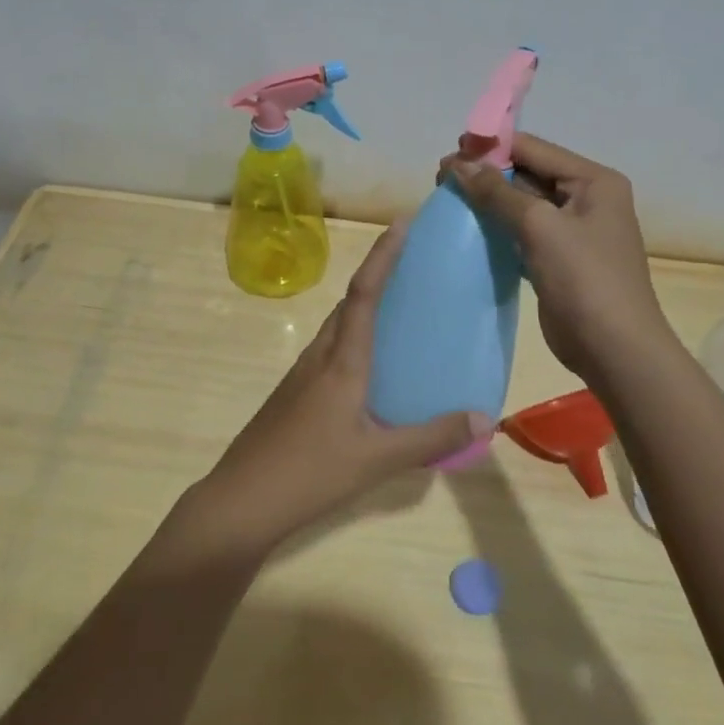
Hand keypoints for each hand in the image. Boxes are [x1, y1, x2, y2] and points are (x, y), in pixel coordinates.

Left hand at [190, 219, 488, 554]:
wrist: (241, 500)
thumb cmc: (310, 472)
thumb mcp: (378, 459)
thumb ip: (431, 437)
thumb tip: (482, 416)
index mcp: (342, 361)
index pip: (364, 293)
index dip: (383, 256)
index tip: (401, 223)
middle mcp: (319, 357)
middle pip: (349, 303)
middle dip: (377, 275)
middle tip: (413, 266)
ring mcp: (301, 376)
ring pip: (337, 328)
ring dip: (363, 308)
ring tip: (398, 311)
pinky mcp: (294, 396)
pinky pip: (330, 352)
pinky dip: (353, 341)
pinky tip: (370, 370)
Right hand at [444, 133, 672, 380]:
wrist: (614, 350)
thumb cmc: (584, 279)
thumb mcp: (540, 227)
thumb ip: (498, 193)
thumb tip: (458, 165)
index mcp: (594, 181)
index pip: (535, 149)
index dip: (492, 147)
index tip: (450, 153)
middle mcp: (586, 198)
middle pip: (528, 173)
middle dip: (486, 174)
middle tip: (441, 179)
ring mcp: (573, 231)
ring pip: (523, 204)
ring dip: (488, 200)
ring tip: (448, 199)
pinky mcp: (558, 258)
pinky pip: (523, 232)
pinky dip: (497, 227)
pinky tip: (468, 228)